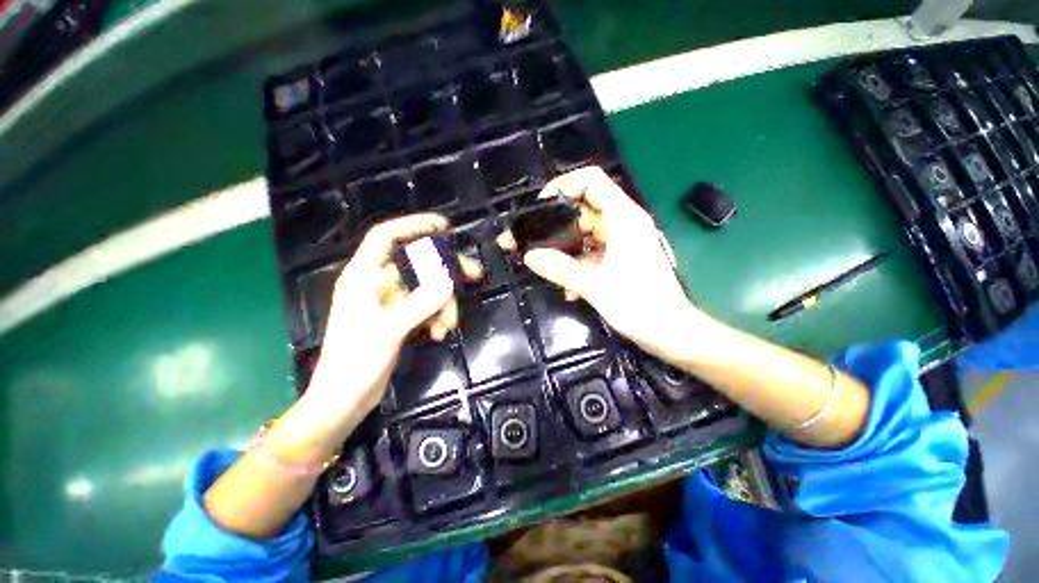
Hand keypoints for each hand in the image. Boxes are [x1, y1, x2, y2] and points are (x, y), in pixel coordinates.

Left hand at [306, 214, 458, 419]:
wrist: (345, 399)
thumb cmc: (355, 361)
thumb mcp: (388, 329)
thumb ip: (419, 304)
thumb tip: (448, 282)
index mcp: (363, 277)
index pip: (385, 237)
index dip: (413, 226)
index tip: (442, 226)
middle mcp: (376, 284)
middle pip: (417, 264)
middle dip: (445, 271)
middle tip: (474, 274)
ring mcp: (390, 302)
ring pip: (426, 289)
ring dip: (442, 304)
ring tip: (448, 326)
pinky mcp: (399, 319)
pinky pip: (425, 308)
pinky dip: (435, 317)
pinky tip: (438, 334)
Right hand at [523, 167, 705, 360]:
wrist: (670, 332)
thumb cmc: (638, 305)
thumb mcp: (593, 285)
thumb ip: (558, 268)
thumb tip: (529, 256)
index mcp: (623, 217)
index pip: (590, 181)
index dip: (562, 186)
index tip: (539, 208)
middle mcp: (623, 222)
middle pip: (583, 208)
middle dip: (555, 223)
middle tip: (531, 240)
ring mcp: (622, 241)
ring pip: (584, 233)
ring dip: (565, 249)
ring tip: (544, 266)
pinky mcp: (620, 257)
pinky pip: (592, 252)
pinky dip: (577, 265)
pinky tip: (569, 289)